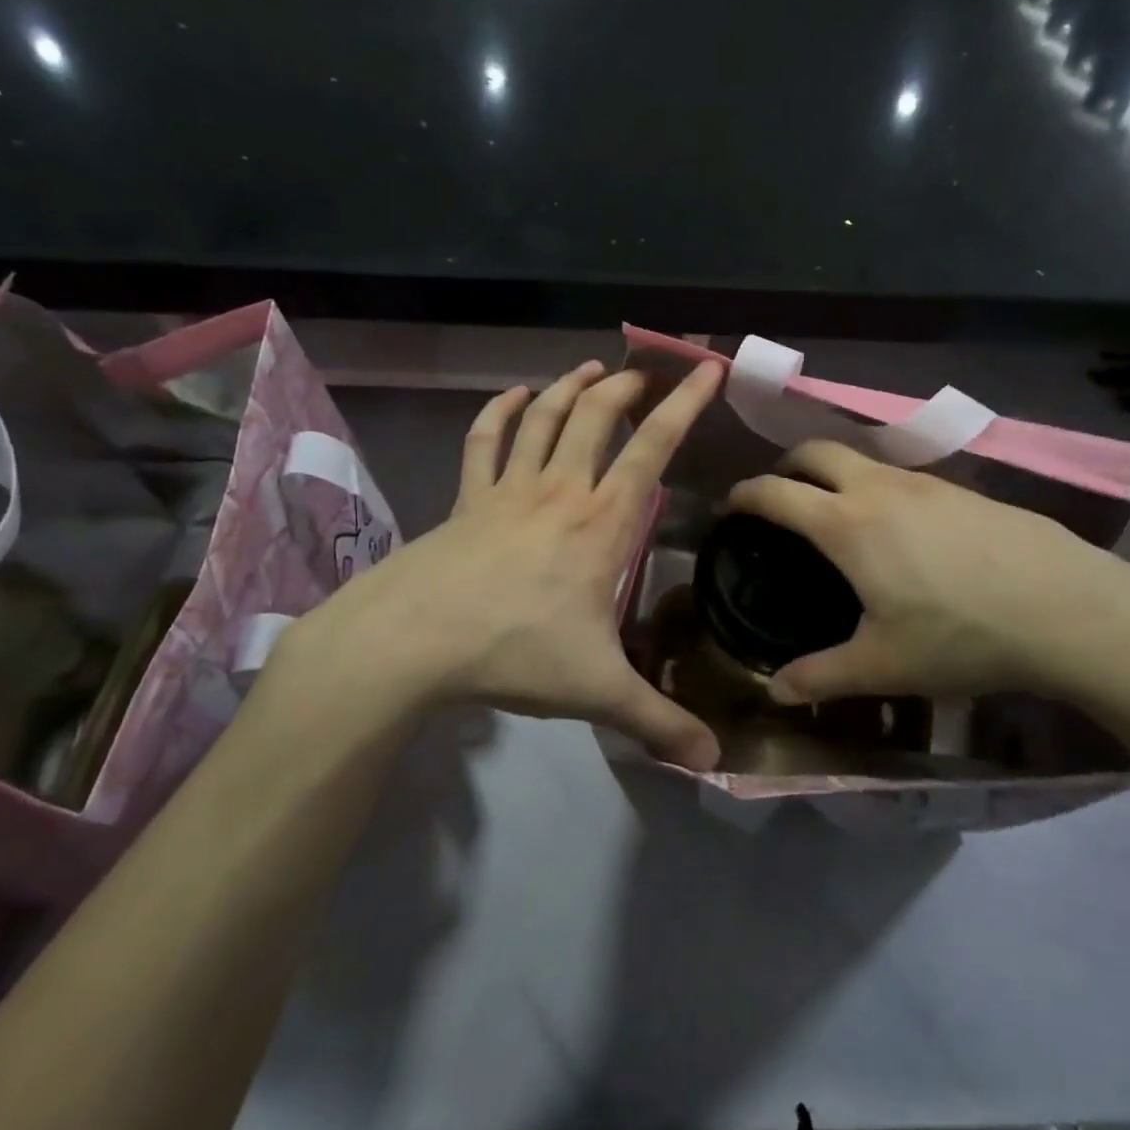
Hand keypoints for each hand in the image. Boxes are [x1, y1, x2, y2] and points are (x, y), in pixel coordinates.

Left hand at [267, 359, 724, 769]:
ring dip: (571, 387)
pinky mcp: (467, 498)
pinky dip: (500, 412)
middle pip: (598, 416)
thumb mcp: (598, 690)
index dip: (685, 405)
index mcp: (602, 522)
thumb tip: (714, 761)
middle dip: (627, 386)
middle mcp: (561, 490)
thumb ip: (658, 720)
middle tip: (648, 372)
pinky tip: (513, 396)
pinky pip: (484, 441)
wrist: (415, 639)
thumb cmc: (515, 651)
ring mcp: (509, 488)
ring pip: (545, 418)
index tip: (707, 369)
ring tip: (593, 368)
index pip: (654, 447)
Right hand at [729, 440, 1129, 712]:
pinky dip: (876, 486)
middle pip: (816, 451)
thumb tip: (776, 691)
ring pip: (862, 458)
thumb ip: (821, 676)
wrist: (1068, 609)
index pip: (777, 492)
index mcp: (847, 524)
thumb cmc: (962, 635)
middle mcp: (879, 488)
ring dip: (834, 473)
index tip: (731, 506)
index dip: (745, 494)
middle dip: (787, 465)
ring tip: (836, 513)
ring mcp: (925, 482)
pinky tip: (899, 529)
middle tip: (779, 496)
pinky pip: (900, 475)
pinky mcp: (962, 489)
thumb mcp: (884, 665)